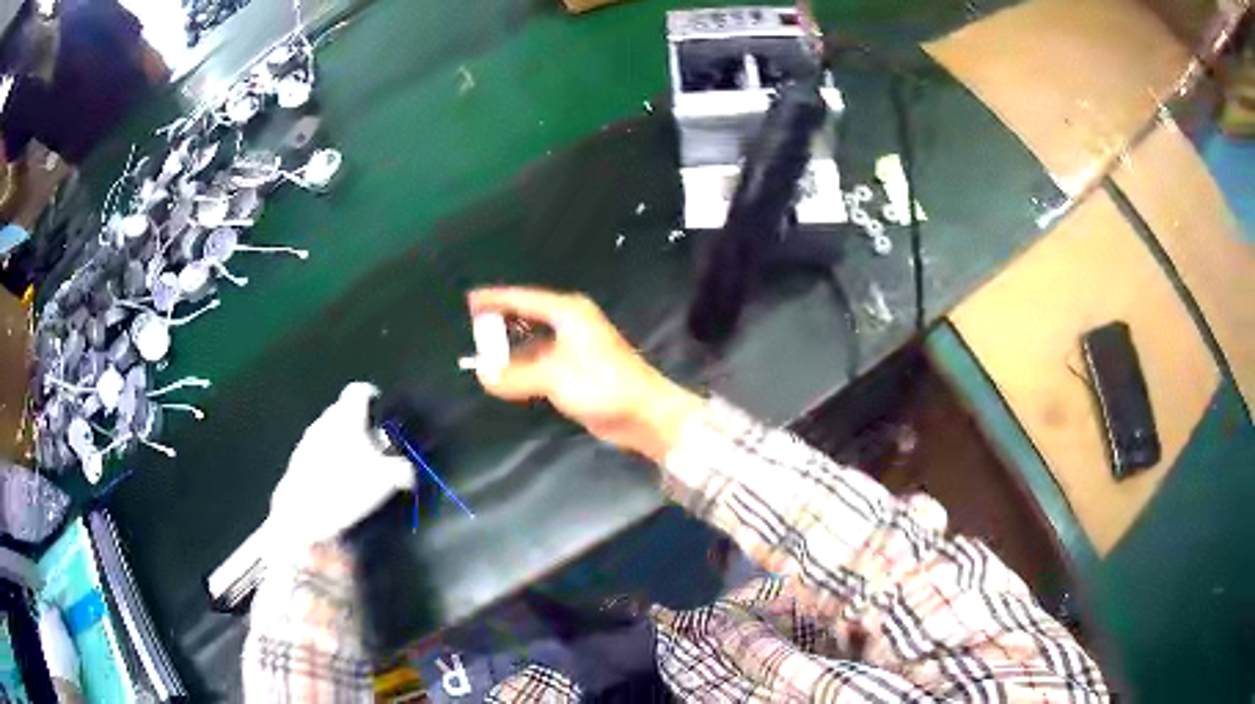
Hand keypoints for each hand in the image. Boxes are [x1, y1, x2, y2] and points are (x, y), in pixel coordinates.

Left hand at [267, 383, 413, 553]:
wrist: (302, 516)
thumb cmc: (347, 487)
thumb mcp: (388, 480)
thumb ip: (402, 469)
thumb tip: (408, 470)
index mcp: (346, 415)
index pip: (359, 391)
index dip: (372, 397)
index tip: (380, 410)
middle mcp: (324, 421)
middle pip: (344, 414)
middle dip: (359, 428)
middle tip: (376, 449)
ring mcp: (307, 442)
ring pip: (330, 436)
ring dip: (343, 447)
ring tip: (357, 472)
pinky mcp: (296, 465)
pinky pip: (317, 456)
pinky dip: (329, 465)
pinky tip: (338, 488)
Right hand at [468, 287, 703, 462]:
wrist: (644, 413)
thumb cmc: (603, 385)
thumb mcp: (554, 377)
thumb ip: (515, 376)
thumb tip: (482, 374)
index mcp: (567, 313)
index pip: (523, 299)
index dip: (495, 299)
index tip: (470, 301)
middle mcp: (569, 323)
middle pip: (527, 316)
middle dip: (500, 323)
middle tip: (471, 329)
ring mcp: (574, 347)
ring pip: (533, 341)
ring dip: (511, 349)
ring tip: (482, 355)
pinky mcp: (575, 369)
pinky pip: (540, 361)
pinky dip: (523, 366)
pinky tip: (507, 376)